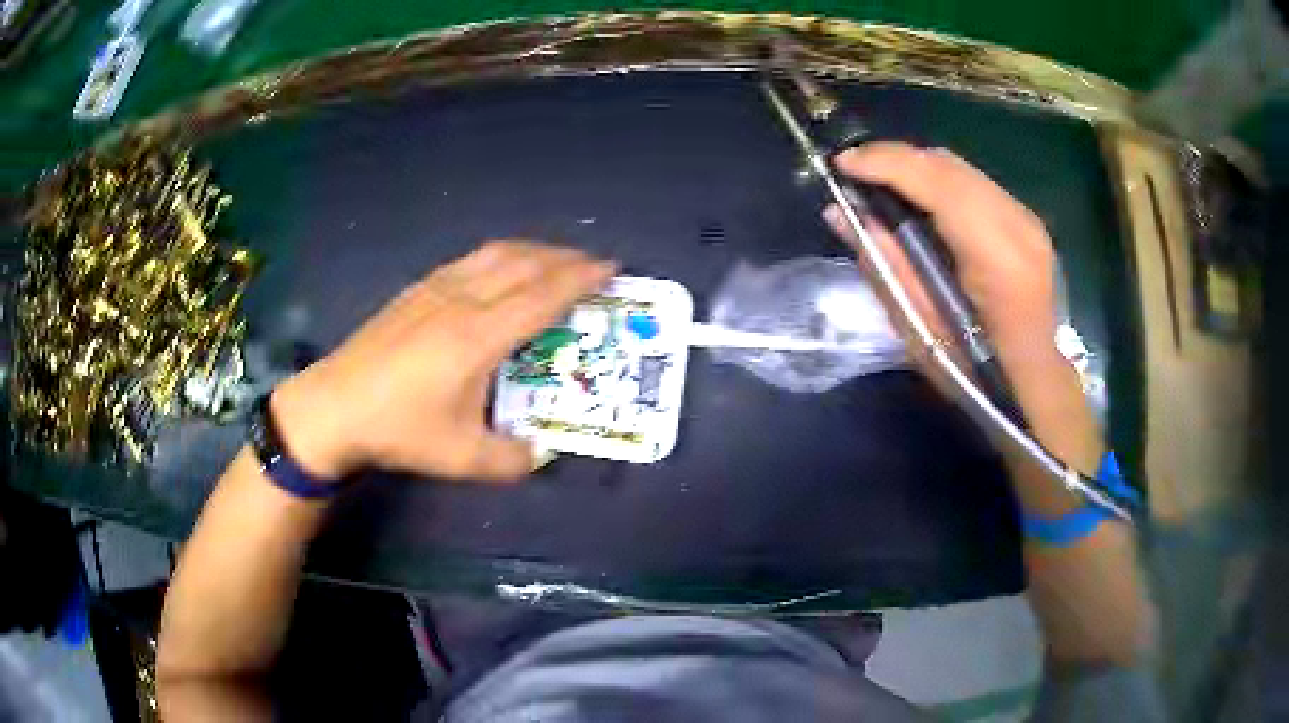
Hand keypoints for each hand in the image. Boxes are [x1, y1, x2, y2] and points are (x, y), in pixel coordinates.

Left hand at [269, 241, 615, 482]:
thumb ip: (510, 459)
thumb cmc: (397, 429)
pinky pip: (470, 260)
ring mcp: (435, 290)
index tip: (610, 269)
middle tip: (594, 265)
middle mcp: (462, 301)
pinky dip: (501, 256)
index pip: (541, 296)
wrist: (333, 406)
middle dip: (564, 259)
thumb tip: (539, 453)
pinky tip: (500, 269)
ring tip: (555, 260)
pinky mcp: (416, 291)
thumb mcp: (460, 458)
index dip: (580, 279)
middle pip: (523, 264)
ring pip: (495, 254)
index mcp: (478, 337)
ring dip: (533, 251)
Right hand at [825, 142, 1058, 363]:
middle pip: (948, 165)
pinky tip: (919, 202)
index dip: (887, 164)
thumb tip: (840, 213)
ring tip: (881, 185)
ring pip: (961, 168)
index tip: (842, 164)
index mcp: (997, 257)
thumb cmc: (977, 374)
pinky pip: (973, 183)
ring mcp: (1027, 219)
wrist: (1035, 385)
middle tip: (856, 175)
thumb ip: (885, 264)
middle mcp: (1018, 224)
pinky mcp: (1027, 221)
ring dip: (916, 169)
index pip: (938, 183)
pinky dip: (939, 182)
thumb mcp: (920, 330)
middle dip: (896, 160)